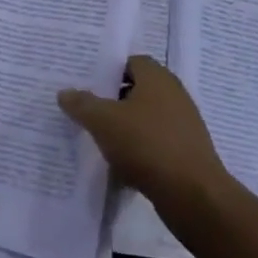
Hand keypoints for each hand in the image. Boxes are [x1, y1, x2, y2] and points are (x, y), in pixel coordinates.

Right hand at [59, 55, 231, 203]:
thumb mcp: (103, 121)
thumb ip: (82, 104)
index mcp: (158, 78)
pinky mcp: (186, 153)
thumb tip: (65, 92)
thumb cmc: (147, 144)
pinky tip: (119, 164)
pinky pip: (155, 143)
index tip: (86, 82)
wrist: (193, 195)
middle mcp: (174, 95)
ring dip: (124, 126)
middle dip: (113, 99)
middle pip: (138, 89)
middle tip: (86, 108)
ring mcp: (183, 125)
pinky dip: (138, 149)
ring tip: (97, 137)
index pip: (131, 61)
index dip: (109, 69)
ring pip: (145, 118)